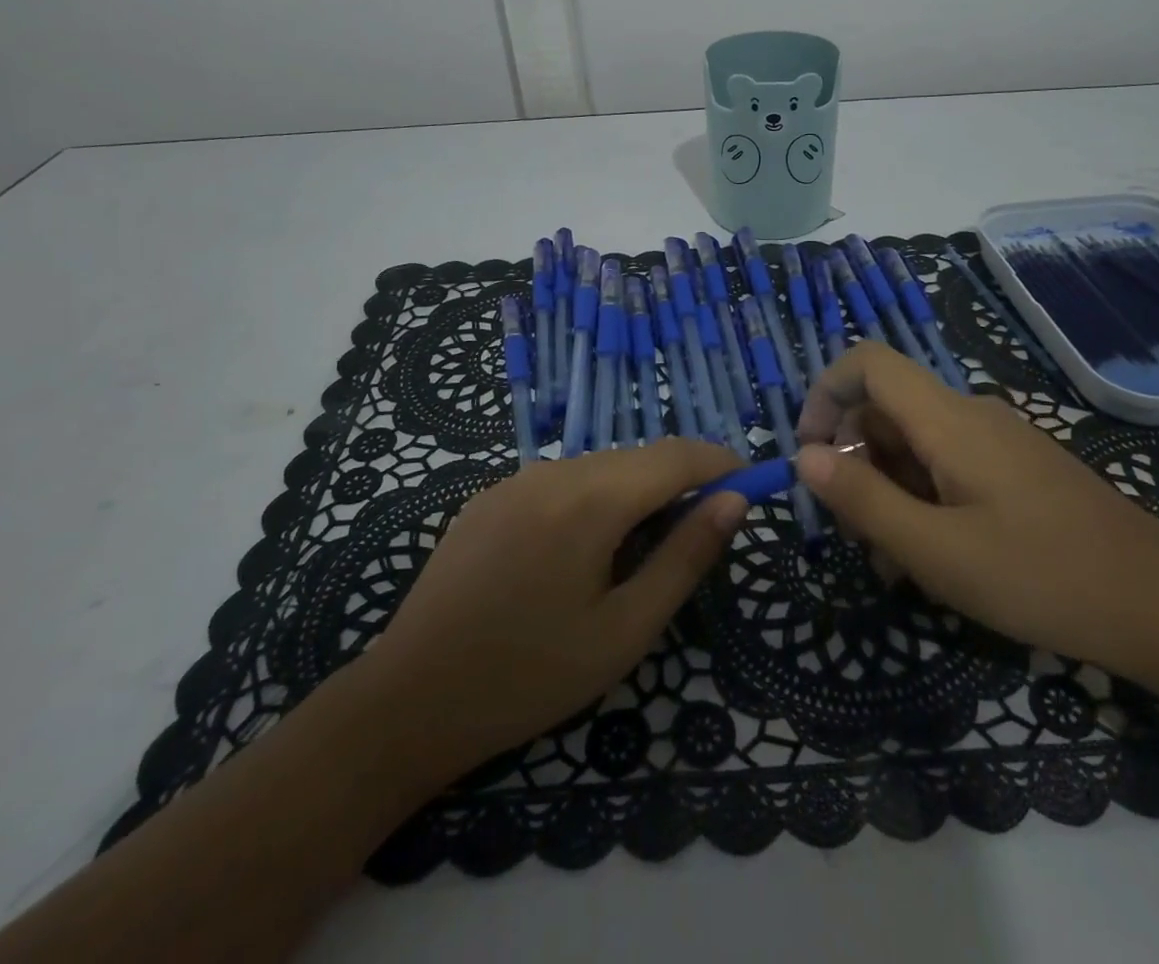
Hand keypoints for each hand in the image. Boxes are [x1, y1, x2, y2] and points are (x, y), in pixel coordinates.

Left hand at [360, 439, 747, 777]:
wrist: (407, 701)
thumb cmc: (529, 676)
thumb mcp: (624, 630)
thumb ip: (685, 557)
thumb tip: (735, 502)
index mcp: (590, 499)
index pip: (677, 457)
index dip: (720, 464)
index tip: (752, 485)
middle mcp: (553, 471)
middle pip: (638, 458)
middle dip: (680, 481)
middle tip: (702, 532)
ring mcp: (514, 478)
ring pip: (600, 466)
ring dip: (636, 491)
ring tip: (644, 550)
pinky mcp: (489, 495)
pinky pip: (561, 481)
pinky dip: (594, 498)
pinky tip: (583, 551)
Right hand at [795, 343, 1158, 681]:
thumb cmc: (1042, 577)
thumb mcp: (936, 551)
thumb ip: (863, 499)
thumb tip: (804, 455)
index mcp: (948, 418)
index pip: (867, 362)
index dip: (824, 393)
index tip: (810, 455)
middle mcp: (970, 414)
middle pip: (886, 408)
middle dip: (855, 460)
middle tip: (856, 533)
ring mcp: (998, 440)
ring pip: (915, 442)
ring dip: (888, 489)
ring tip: (895, 560)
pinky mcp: (1017, 468)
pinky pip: (949, 464)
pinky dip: (923, 498)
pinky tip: (935, 555)